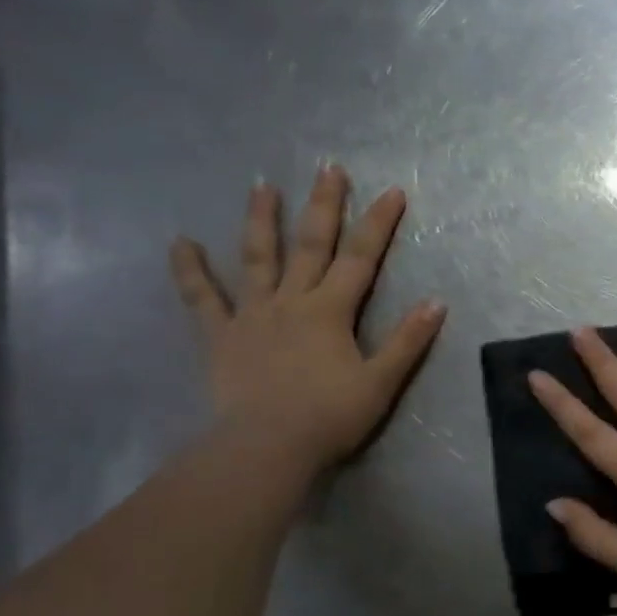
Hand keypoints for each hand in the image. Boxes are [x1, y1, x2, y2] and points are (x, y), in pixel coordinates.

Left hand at [169, 167, 445, 474]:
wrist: (267, 448)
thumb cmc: (330, 417)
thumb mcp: (381, 382)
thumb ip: (408, 341)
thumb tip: (436, 302)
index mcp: (331, 311)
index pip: (362, 258)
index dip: (378, 224)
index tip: (392, 191)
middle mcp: (292, 301)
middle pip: (310, 244)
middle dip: (323, 205)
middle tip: (328, 167)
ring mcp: (252, 315)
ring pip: (256, 259)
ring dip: (260, 220)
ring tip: (261, 185)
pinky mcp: (221, 336)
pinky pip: (202, 299)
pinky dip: (189, 271)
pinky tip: (180, 243)